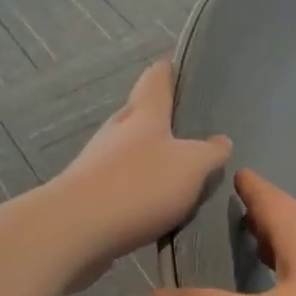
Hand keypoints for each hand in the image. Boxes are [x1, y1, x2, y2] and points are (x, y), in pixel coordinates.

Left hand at [52, 60, 230, 291]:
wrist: (75, 230)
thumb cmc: (139, 185)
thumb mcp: (192, 166)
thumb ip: (210, 153)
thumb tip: (221, 141)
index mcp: (144, 113)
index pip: (156, 78)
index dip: (168, 69)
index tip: (179, 65)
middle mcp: (117, 130)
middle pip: (140, 113)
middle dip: (162, 116)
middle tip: (190, 125)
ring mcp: (98, 161)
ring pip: (130, 149)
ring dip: (150, 155)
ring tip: (179, 169)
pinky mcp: (89, 193)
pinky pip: (121, 181)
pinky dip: (139, 186)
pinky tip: (155, 203)